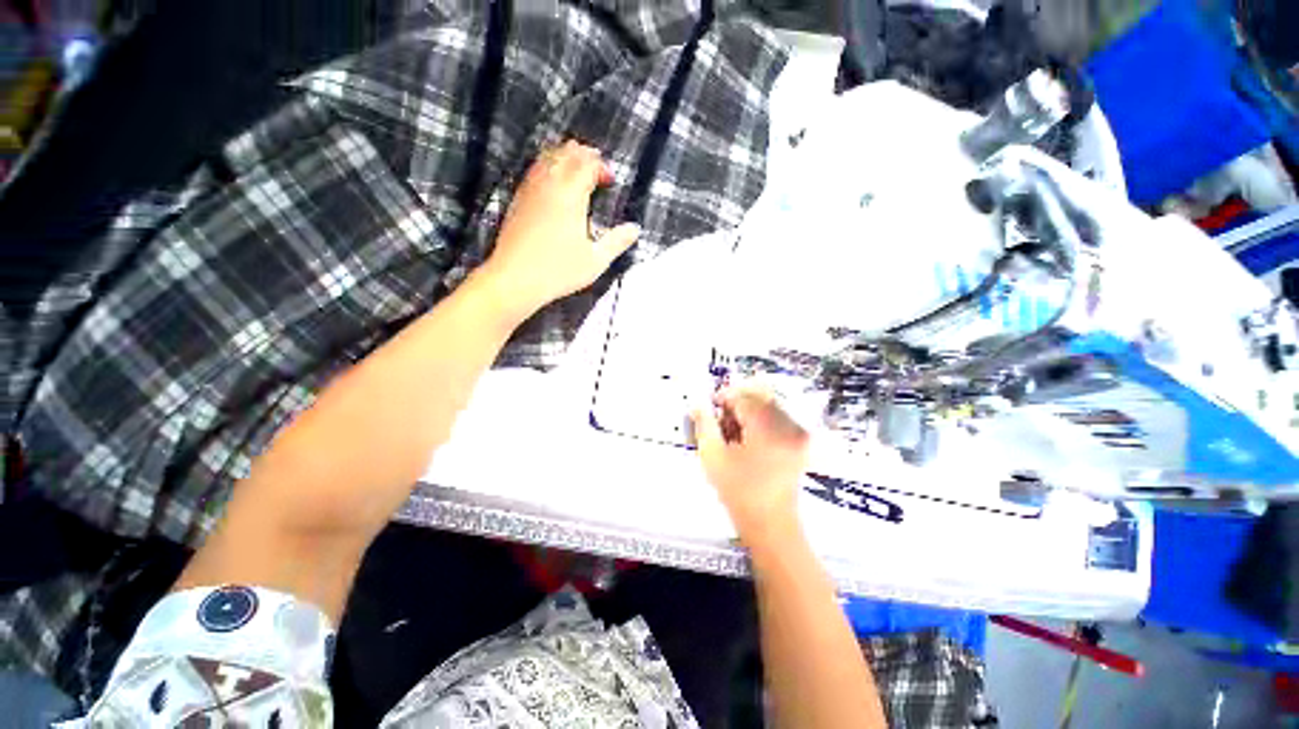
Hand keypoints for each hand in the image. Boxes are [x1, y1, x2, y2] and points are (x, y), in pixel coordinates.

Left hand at [480, 140, 640, 313]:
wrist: (514, 279)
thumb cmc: (558, 270)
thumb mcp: (596, 260)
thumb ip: (617, 242)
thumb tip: (634, 229)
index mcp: (570, 194)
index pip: (587, 164)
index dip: (601, 166)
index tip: (610, 180)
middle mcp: (549, 184)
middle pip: (566, 153)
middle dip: (584, 155)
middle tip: (597, 168)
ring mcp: (530, 190)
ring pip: (547, 158)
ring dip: (565, 158)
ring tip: (577, 171)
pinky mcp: (518, 200)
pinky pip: (534, 171)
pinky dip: (548, 168)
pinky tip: (553, 184)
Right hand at [691, 383, 810, 537]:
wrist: (770, 524)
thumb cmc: (738, 492)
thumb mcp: (713, 456)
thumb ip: (704, 424)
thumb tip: (697, 403)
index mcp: (768, 428)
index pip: (744, 397)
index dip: (724, 397)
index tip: (710, 406)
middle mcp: (789, 425)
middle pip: (759, 396)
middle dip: (737, 402)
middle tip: (721, 418)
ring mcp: (798, 433)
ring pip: (769, 405)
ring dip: (749, 410)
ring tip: (733, 431)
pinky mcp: (800, 441)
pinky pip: (779, 416)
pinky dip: (761, 419)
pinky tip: (748, 438)